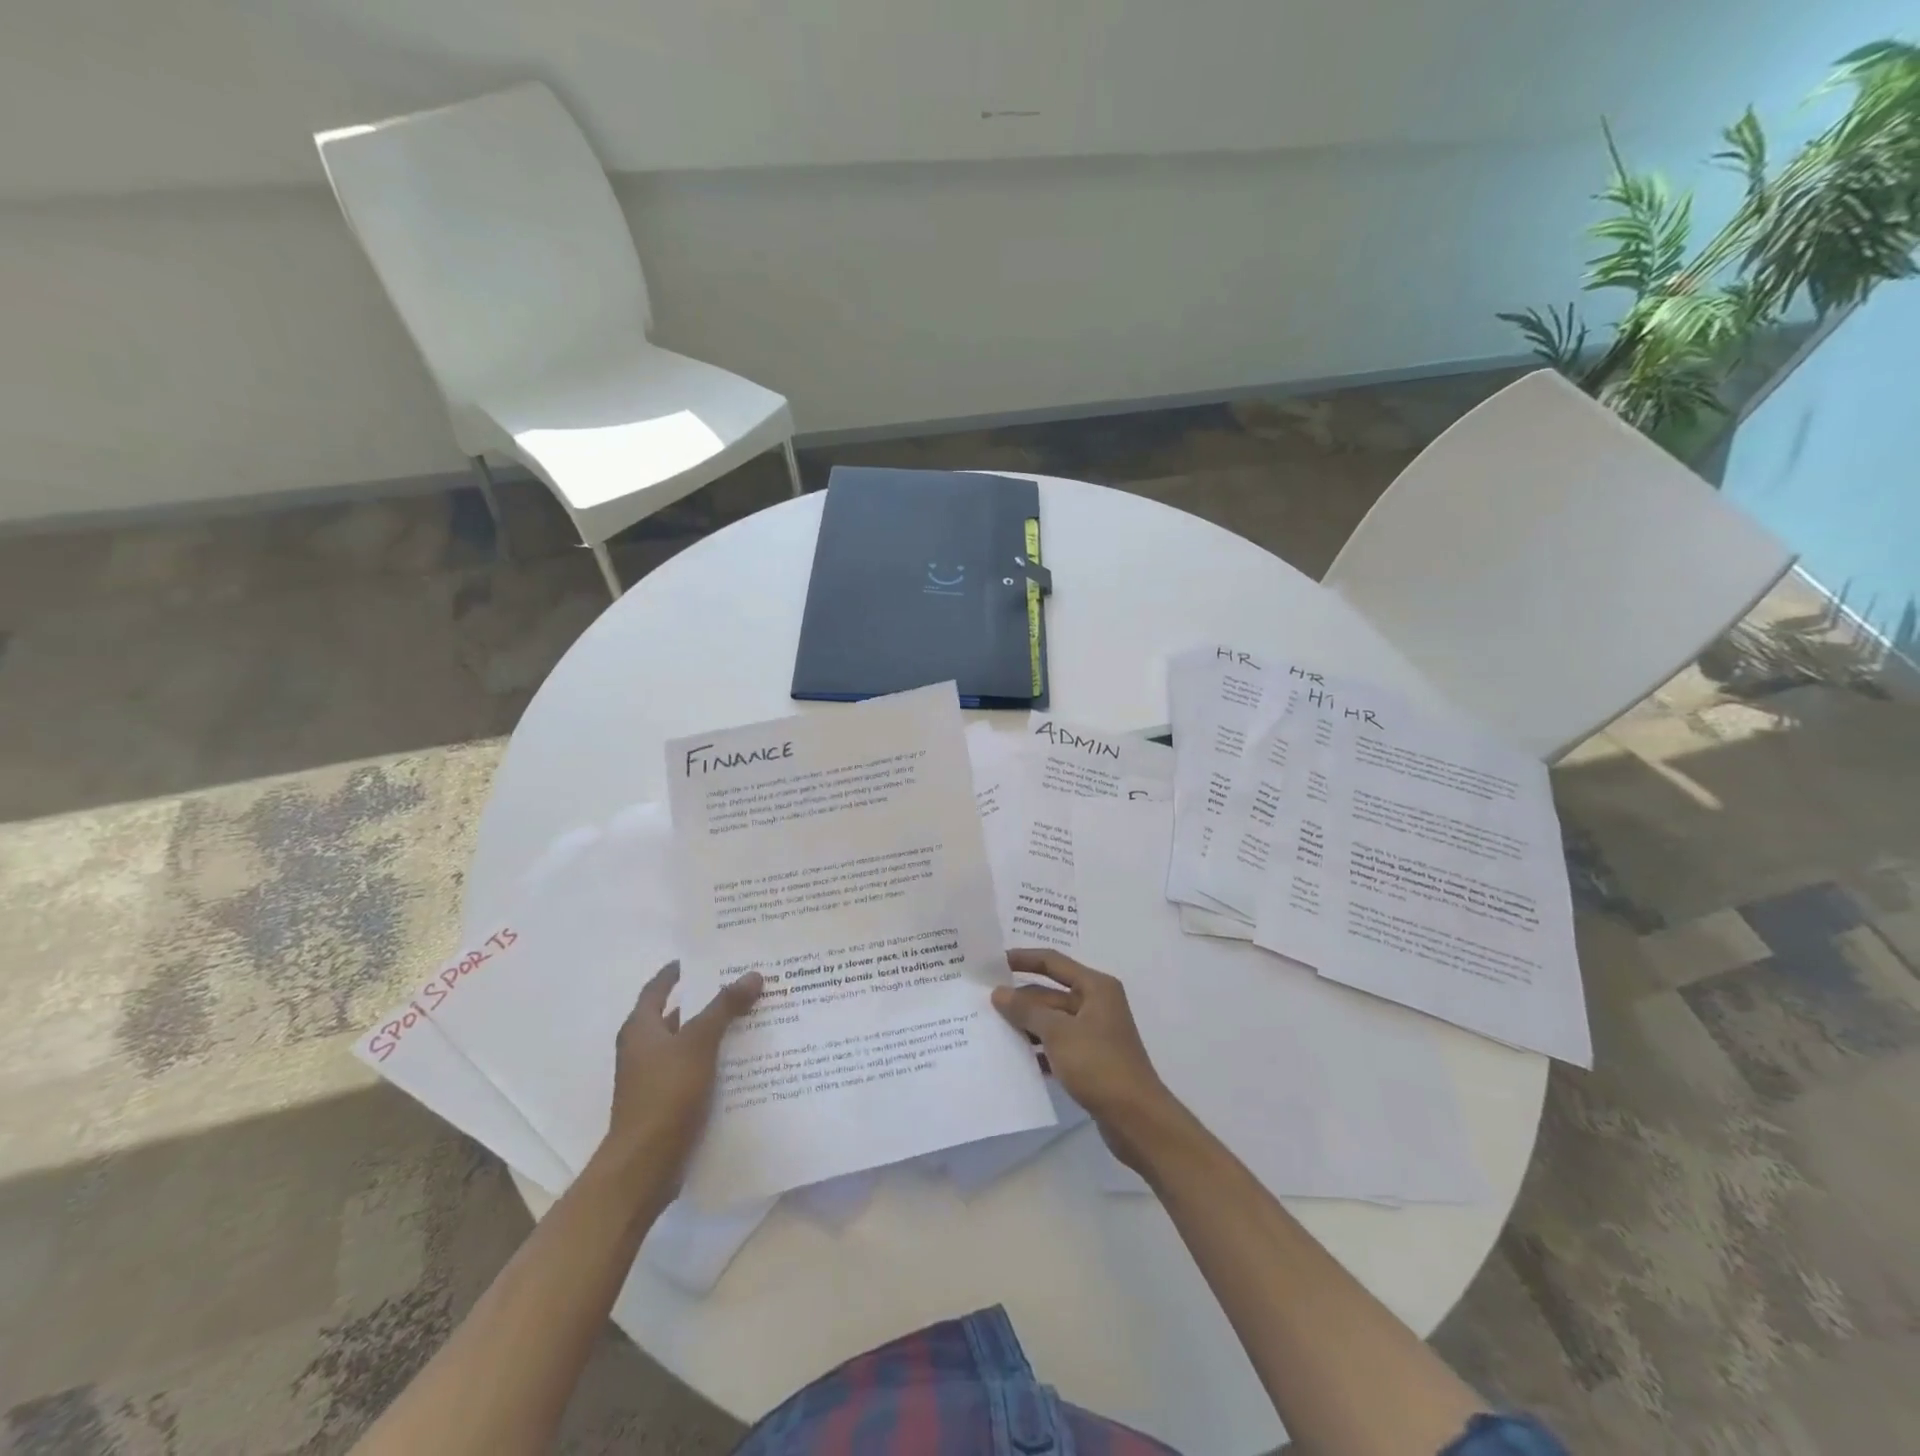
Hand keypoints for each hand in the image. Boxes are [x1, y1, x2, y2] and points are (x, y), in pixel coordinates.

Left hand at [601, 961, 762, 1181]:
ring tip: (756, 1017)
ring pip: (691, 1045)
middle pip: (679, 1015)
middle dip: (710, 1000)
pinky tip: (748, 1060)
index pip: (658, 987)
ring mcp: (655, 1078)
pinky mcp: (669, 1103)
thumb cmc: (664, 1095)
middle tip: (746, 984)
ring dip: (718, 1032)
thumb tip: (753, 974)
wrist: (643, 1168)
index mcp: (641, 1028)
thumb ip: (724, 1007)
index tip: (707, 956)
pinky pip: (698, 1071)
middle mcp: (644, 1049)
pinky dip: (718, 1062)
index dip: (678, 970)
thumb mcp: (698, 1044)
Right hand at [991, 949, 1183, 1170]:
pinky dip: (1038, 1049)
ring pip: (1052, 1021)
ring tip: (991, 1029)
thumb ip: (1027, 1010)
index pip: (1053, 962)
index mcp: (1095, 987)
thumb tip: (999, 993)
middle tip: (983, 1002)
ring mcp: (1094, 1033)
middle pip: (1050, 993)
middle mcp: (1097, 1004)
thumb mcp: (1058, 1033)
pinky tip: (1014, 1059)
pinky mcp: (1091, 1060)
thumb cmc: (1099, 1065)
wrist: (1137, 1120)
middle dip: (1020, 998)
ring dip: (1026, 1025)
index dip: (1023, 959)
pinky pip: (1058, 1045)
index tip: (992, 962)